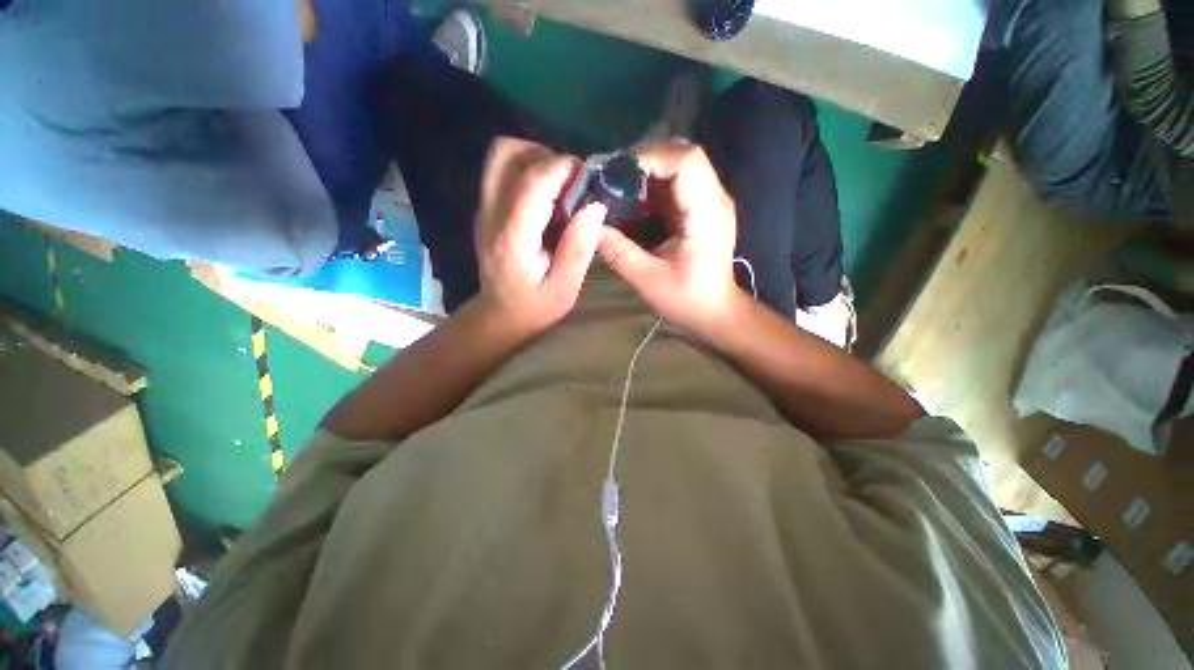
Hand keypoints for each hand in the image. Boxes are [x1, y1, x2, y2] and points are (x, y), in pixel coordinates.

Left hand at [474, 137, 605, 338]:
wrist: (499, 315)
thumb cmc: (535, 307)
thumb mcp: (566, 288)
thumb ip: (579, 247)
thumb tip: (596, 205)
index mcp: (513, 236)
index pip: (533, 180)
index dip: (565, 168)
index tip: (590, 179)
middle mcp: (492, 213)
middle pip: (507, 152)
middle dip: (546, 155)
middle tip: (571, 181)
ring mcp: (484, 208)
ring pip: (502, 156)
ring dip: (536, 159)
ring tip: (561, 186)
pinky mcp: (486, 209)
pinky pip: (503, 171)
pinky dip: (529, 170)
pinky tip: (548, 197)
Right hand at [597, 140, 741, 330]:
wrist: (715, 310)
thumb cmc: (686, 299)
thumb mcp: (647, 279)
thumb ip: (618, 251)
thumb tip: (590, 227)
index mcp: (705, 214)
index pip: (686, 161)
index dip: (650, 157)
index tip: (617, 175)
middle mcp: (714, 198)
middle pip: (683, 153)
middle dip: (645, 160)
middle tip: (615, 181)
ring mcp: (711, 200)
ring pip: (680, 163)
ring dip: (648, 171)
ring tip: (621, 190)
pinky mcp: (703, 207)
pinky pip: (677, 181)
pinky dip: (653, 185)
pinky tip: (636, 203)